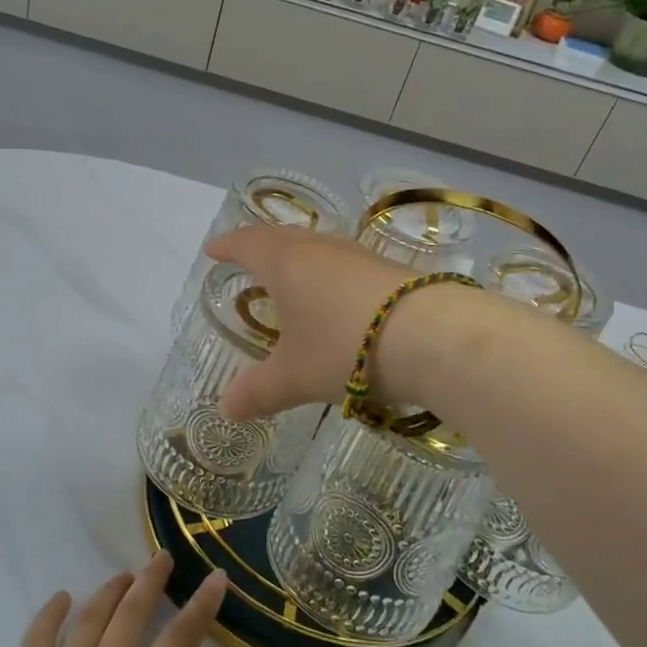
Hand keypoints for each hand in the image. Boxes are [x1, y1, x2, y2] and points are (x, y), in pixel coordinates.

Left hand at [0, 555, 229, 646]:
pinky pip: (36, 641)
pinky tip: (61, 598)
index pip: (180, 640)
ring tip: (122, 576)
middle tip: (162, 558)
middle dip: (151, 582)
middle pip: (132, 614)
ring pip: (89, 620)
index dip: (201, 606)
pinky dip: (49, 615)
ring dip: (109, 592)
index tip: (215, 577)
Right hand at [205, 225, 477, 419]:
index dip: (227, 246)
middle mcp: (320, 250)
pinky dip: (330, 274)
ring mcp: (359, 257)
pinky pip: (346, 264)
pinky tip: (339, 298)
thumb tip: (225, 409)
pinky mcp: (390, 271)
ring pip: (319, 248)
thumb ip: (258, 391)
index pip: (247, 243)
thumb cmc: (344, 347)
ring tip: (292, 277)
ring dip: (299, 258)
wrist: (433, 336)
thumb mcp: (295, 376)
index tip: (213, 250)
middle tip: (248, 259)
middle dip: (261, 246)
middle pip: (282, 237)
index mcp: (286, 264)